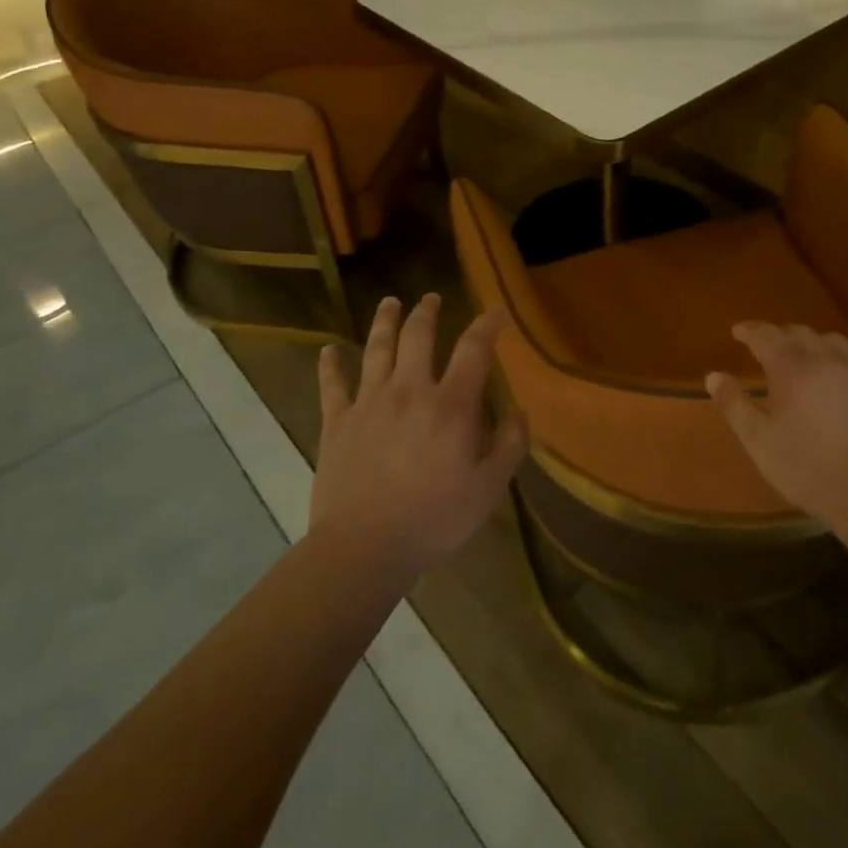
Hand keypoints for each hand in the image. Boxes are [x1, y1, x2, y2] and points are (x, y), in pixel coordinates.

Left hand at [312, 294, 527, 576]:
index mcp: (450, 405)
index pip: (473, 349)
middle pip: (418, 337)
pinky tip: (327, 350)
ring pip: (377, 350)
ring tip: (389, 302)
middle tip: (431, 298)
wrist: (364, 549)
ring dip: (384, 322)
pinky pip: (332, 386)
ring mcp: (369, 403)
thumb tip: (520, 412)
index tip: (496, 311)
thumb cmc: (433, 520)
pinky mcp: (337, 423)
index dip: (487, 325)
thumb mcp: (488, 489)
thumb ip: (509, 446)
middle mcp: (410, 391)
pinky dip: (330, 365)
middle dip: (427, 312)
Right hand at [707, 323, 847, 526]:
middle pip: (800, 333)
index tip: (738, 331)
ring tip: (804, 357)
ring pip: (834, 342)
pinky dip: (840, 364)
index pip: (766, 335)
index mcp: (792, 368)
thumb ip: (734, 404)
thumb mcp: (758, 441)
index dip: (750, 330)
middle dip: (780, 334)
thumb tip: (713, 375)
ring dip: (813, 343)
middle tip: (767, 345)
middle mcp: (827, 360)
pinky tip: (839, 383)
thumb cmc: (807, 468)